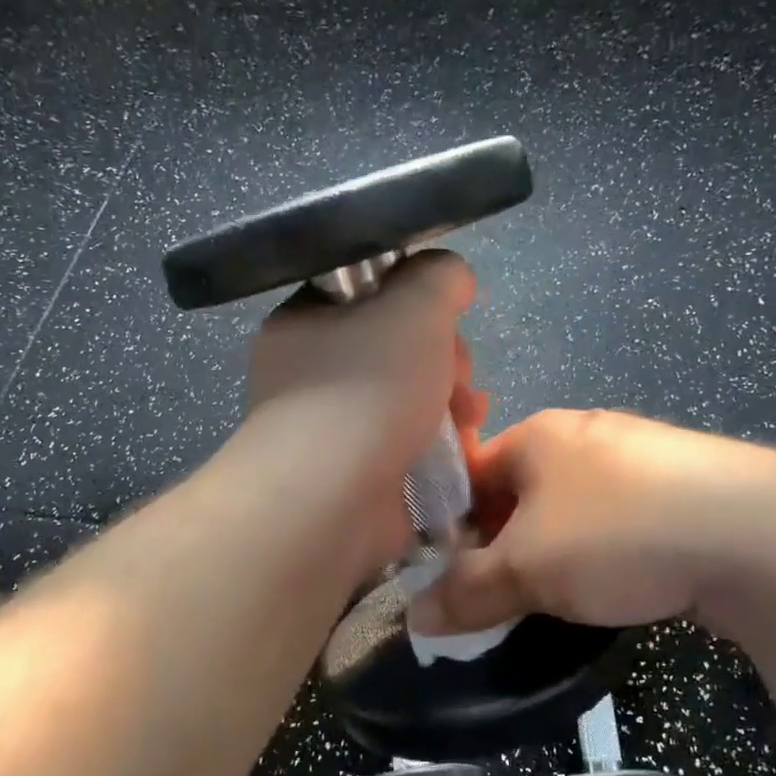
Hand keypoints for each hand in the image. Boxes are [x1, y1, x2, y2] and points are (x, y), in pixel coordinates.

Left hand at [244, 251, 483, 557]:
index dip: (416, 300)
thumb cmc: (367, 389)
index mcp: (306, 322)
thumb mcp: (414, 304)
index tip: (444, 317)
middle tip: (458, 375)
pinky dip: (438, 443)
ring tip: (469, 416)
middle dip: (444, 357)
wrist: (331, 499)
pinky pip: (407, 443)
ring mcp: (332, 427)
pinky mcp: (356, 474)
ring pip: (408, 397)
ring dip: (450, 400)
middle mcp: (311, 372)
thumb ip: (438, 276)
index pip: (368, 293)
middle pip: (396, 347)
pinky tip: (463, 449)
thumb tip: (450, 276)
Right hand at [410, 409, 775, 632]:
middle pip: (520, 493)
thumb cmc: (618, 534)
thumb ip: (466, 592)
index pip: (470, 473)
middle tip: (498, 595)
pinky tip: (617, 586)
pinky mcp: (685, 488)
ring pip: (571, 510)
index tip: (448, 575)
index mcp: (538, 434)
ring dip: (554, 552)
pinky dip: (604, 553)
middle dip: (503, 544)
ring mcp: (641, 458)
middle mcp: (585, 434)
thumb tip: (414, 618)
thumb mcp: (527, 570)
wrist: (762, 536)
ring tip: (556, 598)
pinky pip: (619, 520)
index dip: (451, 525)